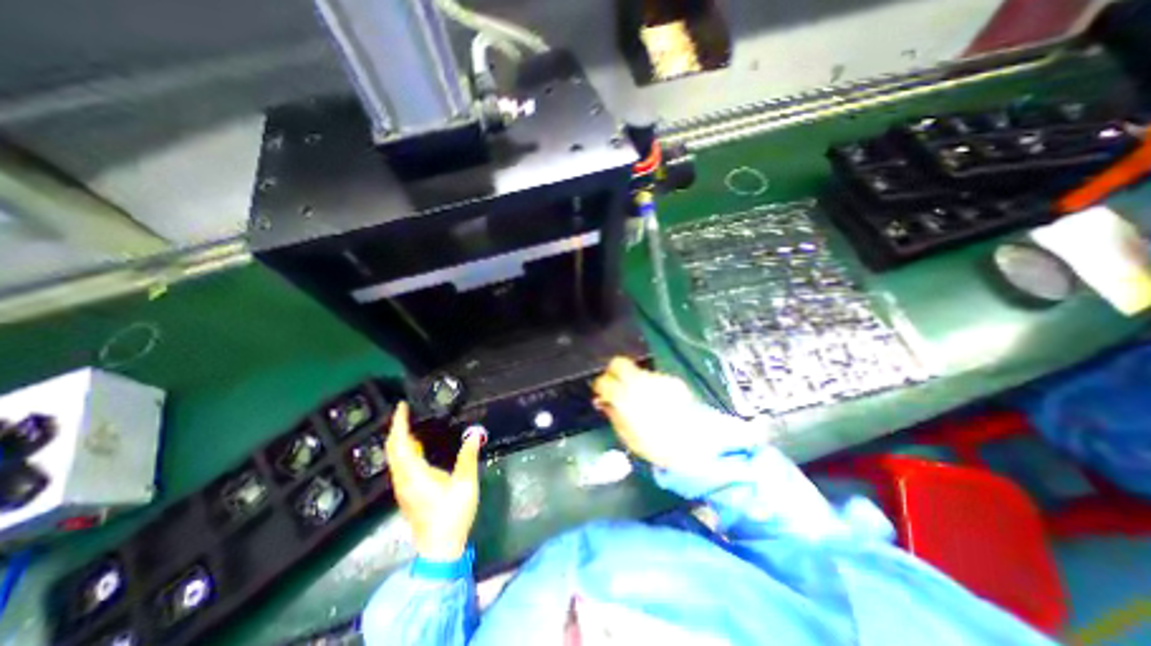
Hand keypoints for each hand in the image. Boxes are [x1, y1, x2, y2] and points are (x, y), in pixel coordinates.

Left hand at [384, 403, 477, 558]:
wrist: (440, 547)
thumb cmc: (452, 513)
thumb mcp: (465, 483)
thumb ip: (469, 456)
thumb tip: (475, 433)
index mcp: (415, 474)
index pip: (401, 443)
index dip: (399, 423)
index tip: (402, 406)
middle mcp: (403, 479)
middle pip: (392, 449)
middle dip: (396, 428)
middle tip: (405, 412)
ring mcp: (402, 488)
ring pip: (394, 458)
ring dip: (399, 439)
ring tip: (410, 424)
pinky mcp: (407, 493)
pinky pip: (400, 464)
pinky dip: (403, 450)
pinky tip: (416, 447)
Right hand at [592, 358, 701, 467]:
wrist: (693, 444)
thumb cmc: (655, 446)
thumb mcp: (627, 435)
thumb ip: (613, 414)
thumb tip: (604, 401)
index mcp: (625, 398)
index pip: (603, 381)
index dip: (600, 386)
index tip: (602, 393)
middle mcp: (639, 382)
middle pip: (619, 363)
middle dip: (613, 371)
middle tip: (615, 384)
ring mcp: (657, 379)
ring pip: (638, 372)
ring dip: (636, 382)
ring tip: (642, 399)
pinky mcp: (672, 380)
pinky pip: (656, 379)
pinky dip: (653, 387)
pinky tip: (660, 402)